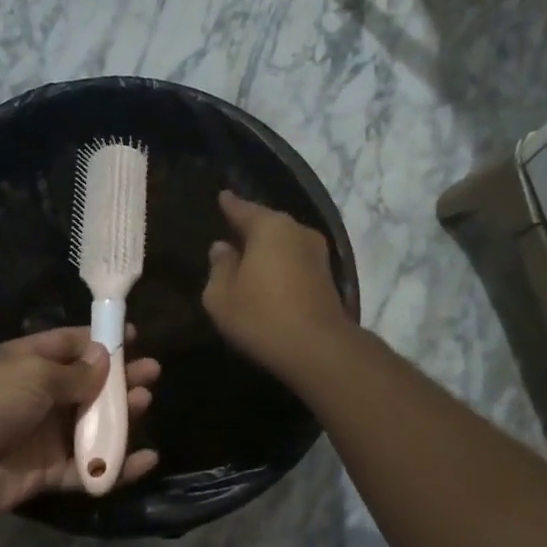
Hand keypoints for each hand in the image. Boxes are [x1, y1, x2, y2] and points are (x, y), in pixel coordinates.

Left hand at [0, 328, 160, 518]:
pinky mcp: (48, 472)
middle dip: (119, 379)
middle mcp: (37, 396)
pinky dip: (116, 465)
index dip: (100, 341)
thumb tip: (104, 359)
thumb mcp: (34, 374)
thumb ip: (75, 372)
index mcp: (27, 362)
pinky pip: (88, 467)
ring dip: (120, 417)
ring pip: (91, 425)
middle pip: (86, 385)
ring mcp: (43, 435)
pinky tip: (145, 458)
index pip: (69, 345)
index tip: (132, 337)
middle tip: (151, 374)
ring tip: (144, 403)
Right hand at [202, 191, 352, 377]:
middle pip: (268, 224)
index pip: (243, 208)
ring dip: (267, 250)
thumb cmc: (261, 316)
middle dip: (249, 228)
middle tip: (231, 233)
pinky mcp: (327, 278)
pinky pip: (295, 262)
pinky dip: (281, 266)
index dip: (229, 205)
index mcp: (270, 227)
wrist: (318, 349)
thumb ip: (219, 267)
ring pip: (284, 244)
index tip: (222, 197)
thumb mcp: (221, 295)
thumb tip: (222, 248)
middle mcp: (298, 231)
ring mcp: (318, 254)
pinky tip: (269, 278)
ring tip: (248, 257)